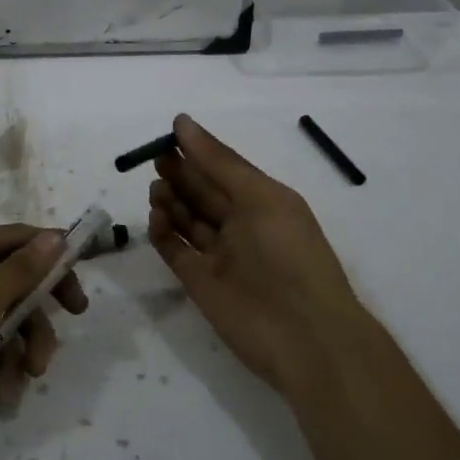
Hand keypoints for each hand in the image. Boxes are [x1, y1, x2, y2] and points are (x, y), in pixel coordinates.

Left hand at [0, 224, 88, 452]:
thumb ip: (20, 271)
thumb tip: (56, 235)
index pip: (16, 238)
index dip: (53, 260)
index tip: (80, 293)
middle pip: (11, 279)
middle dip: (34, 317)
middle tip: (55, 346)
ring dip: (18, 346)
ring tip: (25, 380)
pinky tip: (1, 393)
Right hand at [149, 113, 378, 396]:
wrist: (303, 336)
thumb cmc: (288, 255)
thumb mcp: (259, 197)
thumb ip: (219, 161)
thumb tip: (182, 123)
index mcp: (264, 203)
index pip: (224, 170)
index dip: (198, 152)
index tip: (169, 134)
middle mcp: (241, 226)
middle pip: (202, 193)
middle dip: (180, 174)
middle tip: (155, 160)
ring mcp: (219, 255)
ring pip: (187, 220)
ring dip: (170, 200)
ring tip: (157, 189)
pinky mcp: (199, 281)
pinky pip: (175, 250)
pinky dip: (163, 232)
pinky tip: (156, 216)